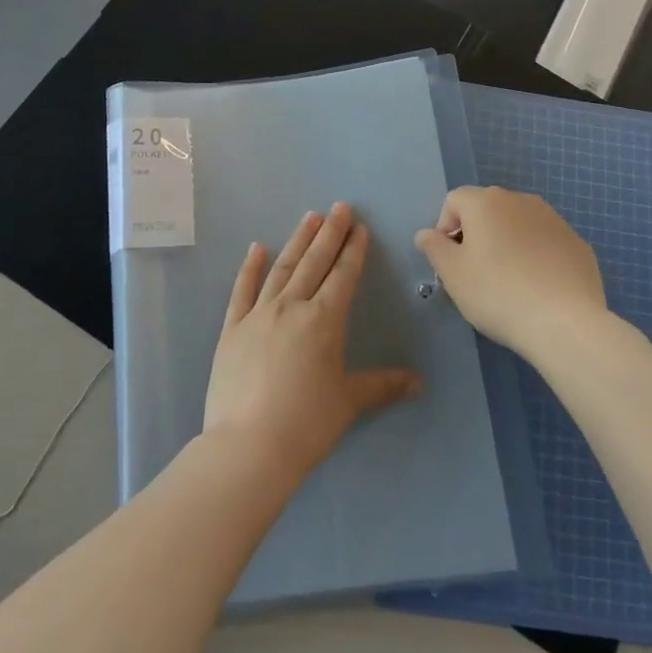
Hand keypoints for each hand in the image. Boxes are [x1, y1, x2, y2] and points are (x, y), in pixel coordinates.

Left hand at [204, 204, 421, 486]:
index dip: (353, 251)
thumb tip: (419, 382)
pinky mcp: (232, 329)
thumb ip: (382, 386)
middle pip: (314, 262)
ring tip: (309, 217)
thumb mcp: (348, 402)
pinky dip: (250, 268)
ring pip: (282, 268)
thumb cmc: (306, 423)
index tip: (359, 228)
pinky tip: (256, 248)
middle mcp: (292, 307)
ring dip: (297, 241)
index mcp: (324, 321)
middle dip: (330, 234)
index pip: (343, 276)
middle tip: (339, 207)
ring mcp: (258, 314)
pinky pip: (242, 290)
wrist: (248, 445)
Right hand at [414, 187, 607, 357]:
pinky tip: (537, 288)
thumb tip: (426, 234)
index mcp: (486, 202)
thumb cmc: (497, 293)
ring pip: (518, 225)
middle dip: (477, 234)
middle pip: (487, 209)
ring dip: (507, 243)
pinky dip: (536, 257)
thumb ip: (433, 247)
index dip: (445, 228)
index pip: (454, 201)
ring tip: (508, 282)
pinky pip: (545, 243)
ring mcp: (554, 220)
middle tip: (475, 272)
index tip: (450, 261)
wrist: (564, 323)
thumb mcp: (452, 273)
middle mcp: (520, 200)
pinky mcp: (577, 243)